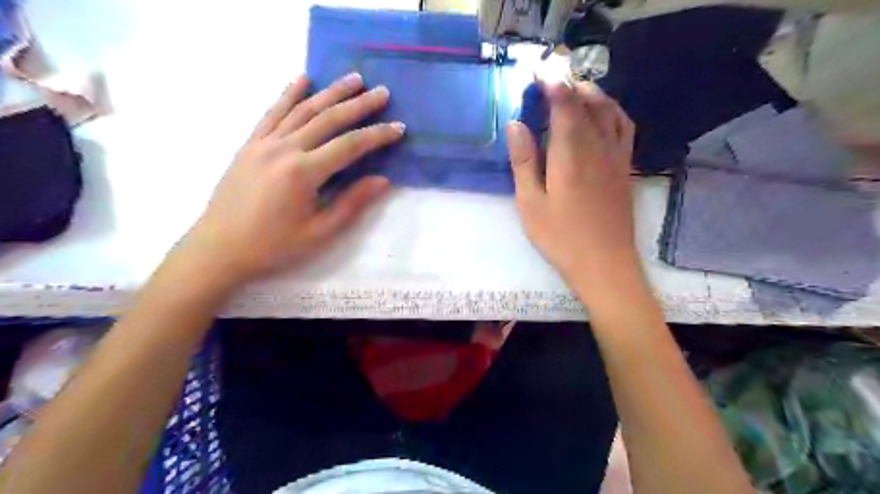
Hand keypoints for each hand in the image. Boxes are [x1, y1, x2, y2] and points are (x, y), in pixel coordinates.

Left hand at [175, 74, 406, 289]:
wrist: (218, 249)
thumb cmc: (273, 247)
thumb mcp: (319, 232)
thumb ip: (352, 203)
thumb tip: (382, 180)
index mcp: (303, 173)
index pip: (350, 146)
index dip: (377, 136)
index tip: (399, 127)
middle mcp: (284, 149)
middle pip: (328, 119)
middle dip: (359, 105)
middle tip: (382, 92)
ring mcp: (263, 143)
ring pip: (303, 109)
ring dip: (330, 92)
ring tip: (354, 79)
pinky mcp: (249, 144)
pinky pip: (272, 112)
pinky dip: (289, 94)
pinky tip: (303, 79)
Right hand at [510, 80, 640, 288]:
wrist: (605, 265)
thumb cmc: (561, 238)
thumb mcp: (530, 204)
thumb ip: (523, 162)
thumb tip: (515, 124)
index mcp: (570, 155)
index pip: (565, 106)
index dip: (553, 84)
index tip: (538, 72)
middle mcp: (598, 148)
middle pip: (588, 103)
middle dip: (569, 85)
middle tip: (550, 81)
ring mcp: (616, 158)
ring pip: (610, 111)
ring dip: (593, 94)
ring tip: (575, 91)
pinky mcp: (626, 169)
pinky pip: (625, 128)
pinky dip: (614, 111)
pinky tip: (604, 115)